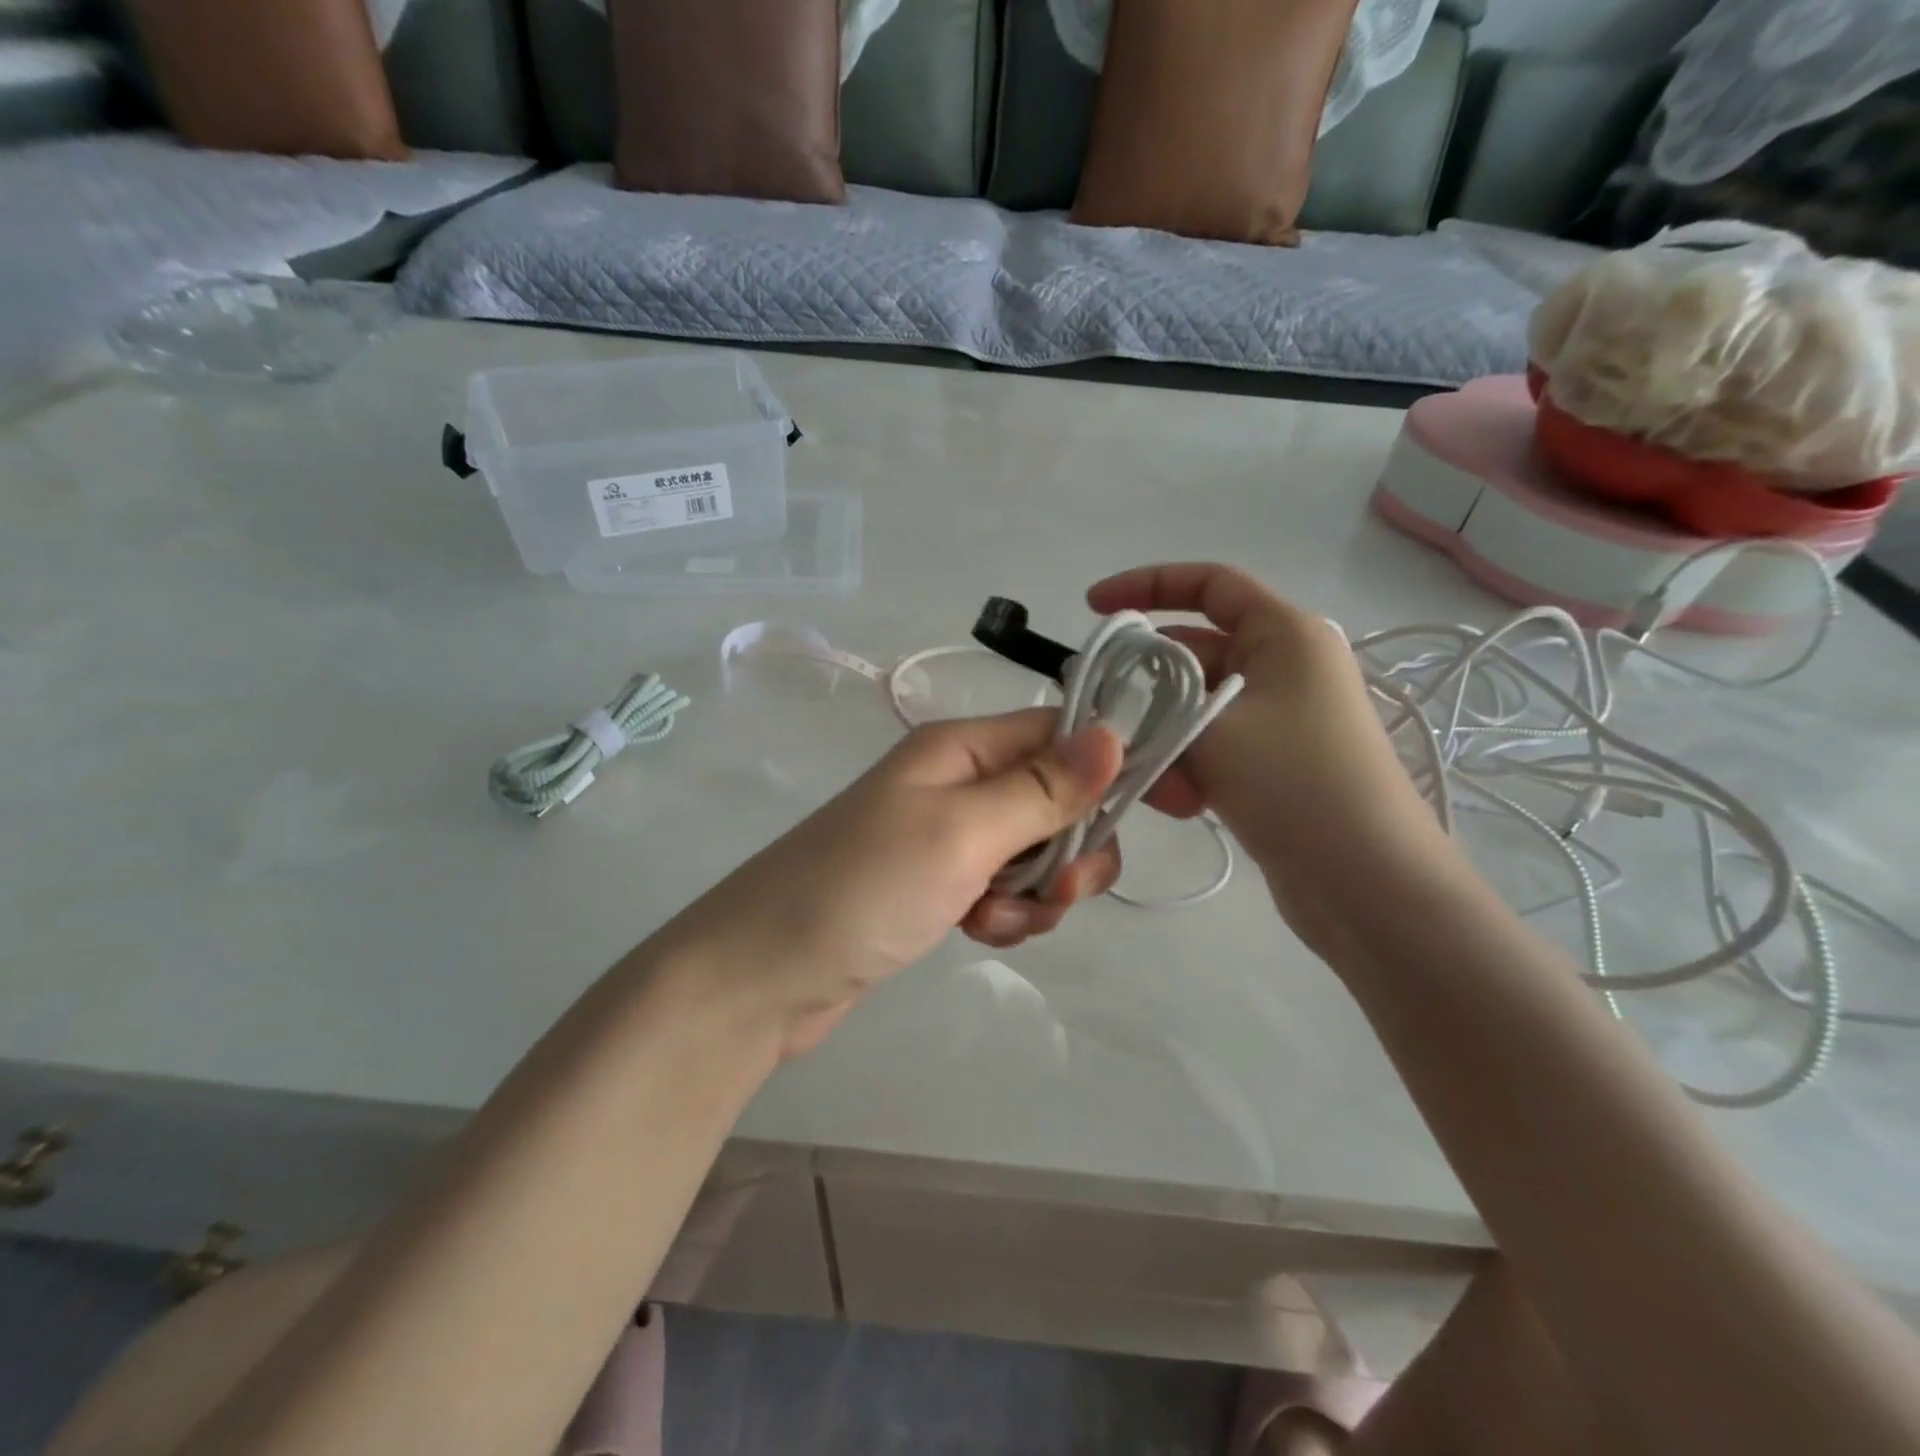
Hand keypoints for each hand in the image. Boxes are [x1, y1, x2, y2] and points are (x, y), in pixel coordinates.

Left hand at [655, 710, 1122, 1056]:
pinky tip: (978, 934)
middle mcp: (957, 782)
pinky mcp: (937, 887)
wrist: (764, 976)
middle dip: (1069, 850)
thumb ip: (1042, 789)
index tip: (1128, 820)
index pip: (1057, 732)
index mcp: (961, 748)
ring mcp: (945, 837)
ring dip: (1037, 894)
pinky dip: (1006, 915)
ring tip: (995, 921)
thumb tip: (1115, 733)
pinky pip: (1002, 891)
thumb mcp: (962, 832)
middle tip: (1054, 891)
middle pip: (1055, 799)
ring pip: (1034, 854)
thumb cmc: (864, 888)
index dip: (1099, 769)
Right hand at [1090, 564, 1453, 947]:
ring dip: (1165, 737)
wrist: (1368, 884)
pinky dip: (1188, 763)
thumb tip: (1118, 705)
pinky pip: (1215, 744)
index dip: (1146, 584)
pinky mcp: (1277, 761)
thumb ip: (1154, 706)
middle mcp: (1287, 665)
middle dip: (1145, 684)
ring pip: (1197, 707)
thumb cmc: (1295, 783)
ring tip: (1154, 781)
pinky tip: (1180, 802)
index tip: (1093, 609)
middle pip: (1195, 652)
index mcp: (1285, 633)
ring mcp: (1284, 716)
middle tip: (1100, 713)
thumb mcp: (1211, 731)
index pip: (1208, 583)